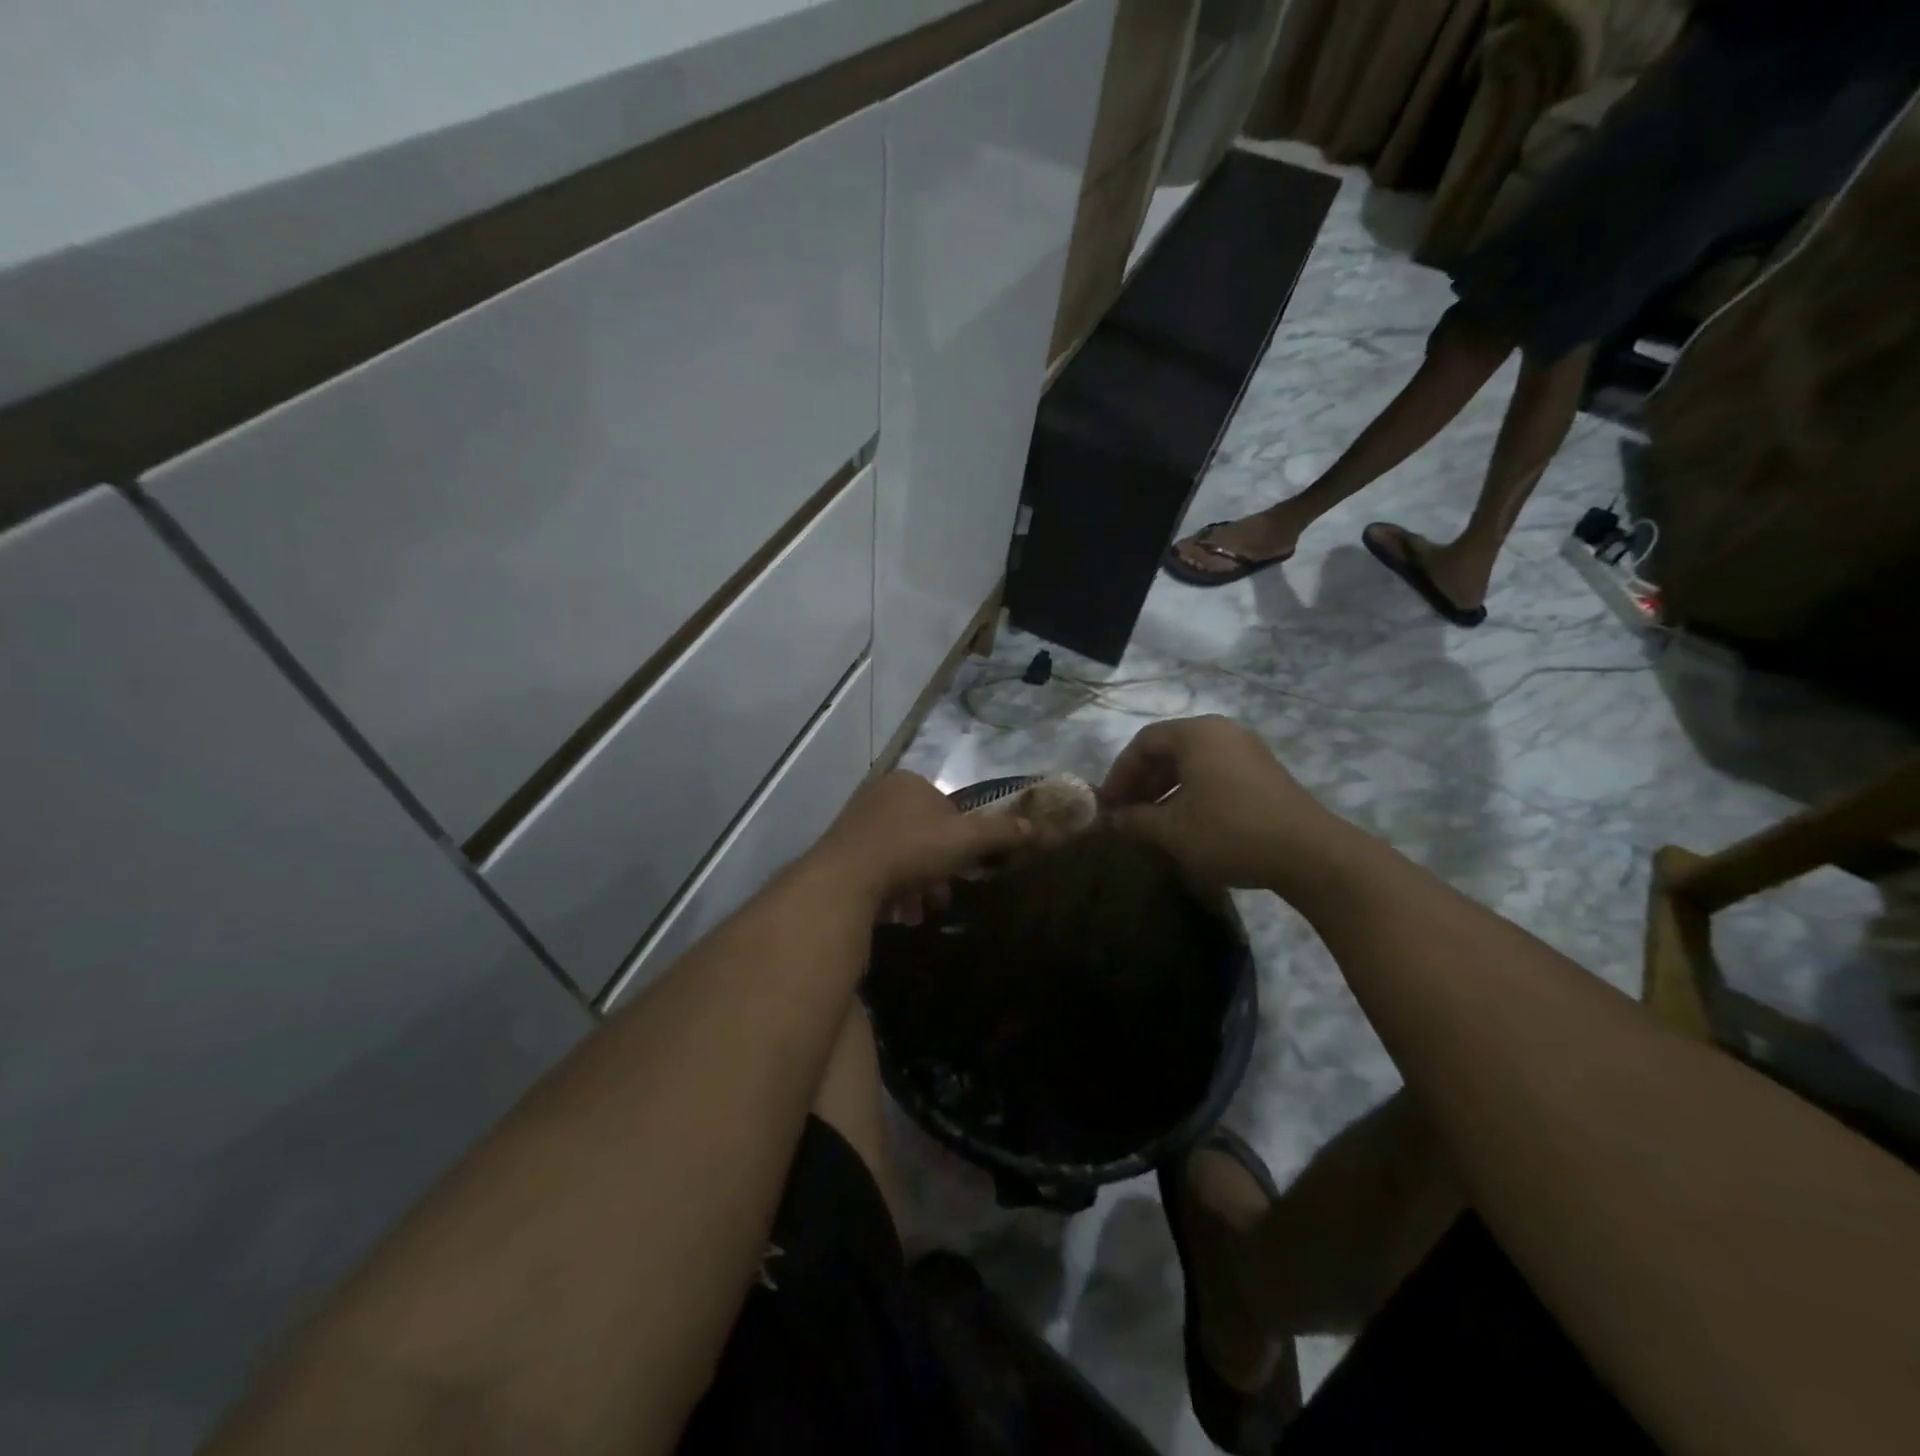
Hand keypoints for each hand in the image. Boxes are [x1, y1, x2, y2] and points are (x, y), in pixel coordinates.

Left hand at [812, 772, 1030, 918]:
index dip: (960, 841)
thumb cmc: (911, 850)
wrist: (846, 879)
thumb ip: (1000, 833)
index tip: (963, 870)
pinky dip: (890, 890)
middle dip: (936, 870)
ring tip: (917, 912)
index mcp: (909, 782)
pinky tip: (895, 914)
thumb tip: (1034, 827)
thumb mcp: (965, 840)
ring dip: (915, 885)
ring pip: (900, 855)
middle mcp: (880, 795)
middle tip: (941, 898)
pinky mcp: (839, 851)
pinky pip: (876, 869)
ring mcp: (856, 822)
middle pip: (923, 835)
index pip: (947, 809)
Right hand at [1097, 716, 1335, 889]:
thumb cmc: (1229, 832)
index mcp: (1197, 734)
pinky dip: (1192, 793)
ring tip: (1151, 822)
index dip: (1120, 773)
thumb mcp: (1172, 830)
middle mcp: (1222, 732)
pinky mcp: (1263, 773)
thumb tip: (1112, 819)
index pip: (1143, 742)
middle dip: (1142, 782)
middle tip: (1126, 814)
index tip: (1108, 804)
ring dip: (1165, 790)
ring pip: (1192, 763)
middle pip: (1168, 749)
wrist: (1309, 854)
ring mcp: (1247, 751)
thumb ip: (1135, 820)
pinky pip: (1214, 773)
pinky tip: (1186, 823)